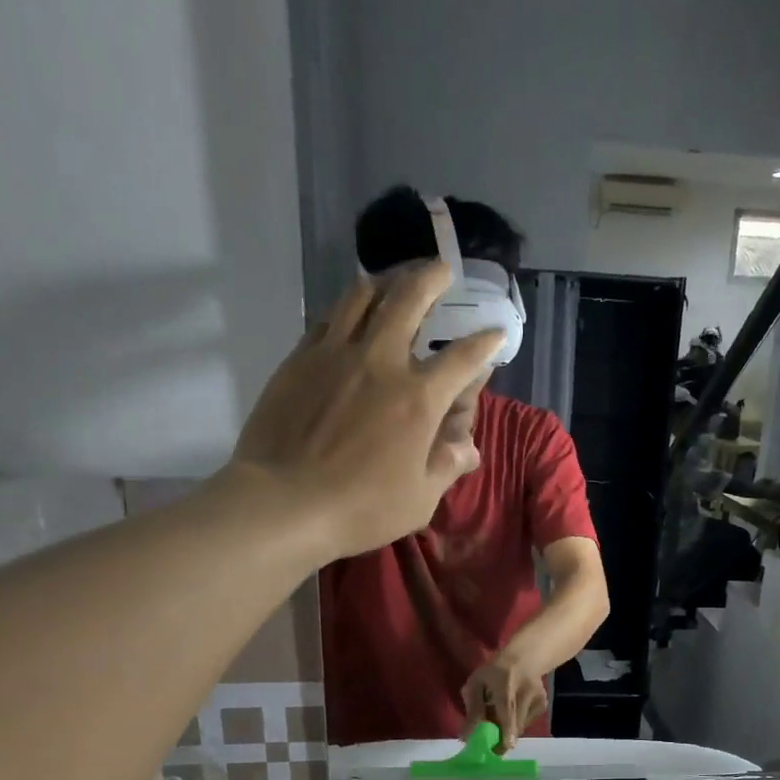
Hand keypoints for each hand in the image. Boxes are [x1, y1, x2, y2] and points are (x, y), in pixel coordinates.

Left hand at [220, 263, 501, 560]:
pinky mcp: (300, 359)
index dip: (484, 343)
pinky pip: (328, 318)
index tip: (495, 333)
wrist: (284, 502)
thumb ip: (446, 466)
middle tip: (442, 270)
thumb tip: (468, 448)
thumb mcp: (420, 500)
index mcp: (418, 399)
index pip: (462, 359)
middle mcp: (381, 362)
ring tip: (395, 278)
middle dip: (432, 279)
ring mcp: (336, 354)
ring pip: (363, 296)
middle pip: (409, 301)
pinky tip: (350, 310)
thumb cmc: (361, 508)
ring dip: (386, 280)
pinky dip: (347, 306)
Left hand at [461, 652, 546, 751]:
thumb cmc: (494, 672)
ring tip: (501, 717)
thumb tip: (466, 737)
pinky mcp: (543, 705)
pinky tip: (513, 711)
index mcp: (505, 685)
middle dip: (502, 739)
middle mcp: (525, 692)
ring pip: (520, 727)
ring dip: (508, 730)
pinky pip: (527, 723)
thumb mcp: (476, 684)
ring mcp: (537, 699)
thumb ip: (472, 709)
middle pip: (515, 724)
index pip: (507, 710)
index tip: (503, 748)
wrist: (523, 660)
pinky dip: (517, 723)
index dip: (505, 730)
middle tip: (491, 746)